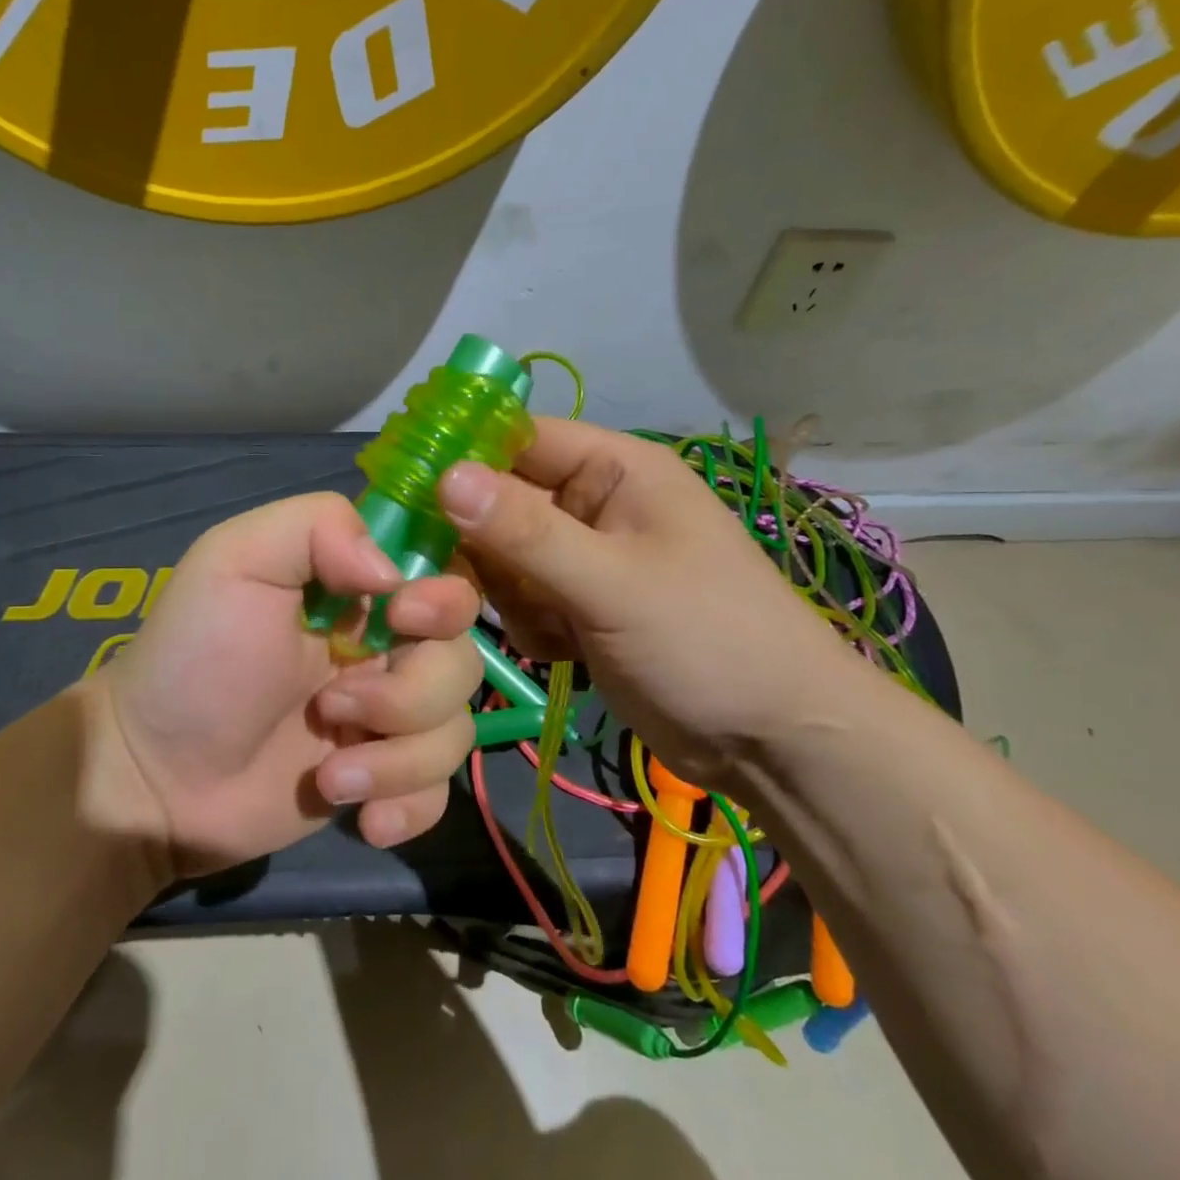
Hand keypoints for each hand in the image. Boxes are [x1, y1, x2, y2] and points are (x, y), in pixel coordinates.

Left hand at [82, 493, 481, 880]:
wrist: (154, 777)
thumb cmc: (193, 658)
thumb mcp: (235, 560)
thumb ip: (317, 527)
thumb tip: (393, 574)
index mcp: (357, 590)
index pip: (444, 576)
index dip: (444, 599)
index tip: (401, 620)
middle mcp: (383, 648)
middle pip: (460, 659)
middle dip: (409, 693)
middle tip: (333, 707)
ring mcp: (386, 719)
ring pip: (454, 729)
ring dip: (398, 759)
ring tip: (329, 777)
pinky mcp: (383, 781)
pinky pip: (438, 791)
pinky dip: (409, 807)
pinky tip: (363, 819)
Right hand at [436, 418, 867, 784]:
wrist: (775, 741)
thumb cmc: (708, 641)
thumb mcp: (612, 582)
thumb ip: (525, 531)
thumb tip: (444, 476)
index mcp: (615, 469)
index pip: (517, 438)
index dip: (459, 457)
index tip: (403, 494)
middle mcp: (594, 504)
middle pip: (500, 501)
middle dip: (479, 545)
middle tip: (453, 584)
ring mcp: (585, 558)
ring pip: (504, 555)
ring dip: (506, 593)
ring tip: (543, 626)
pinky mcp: (580, 606)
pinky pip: (522, 598)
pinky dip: (527, 624)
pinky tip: (558, 651)